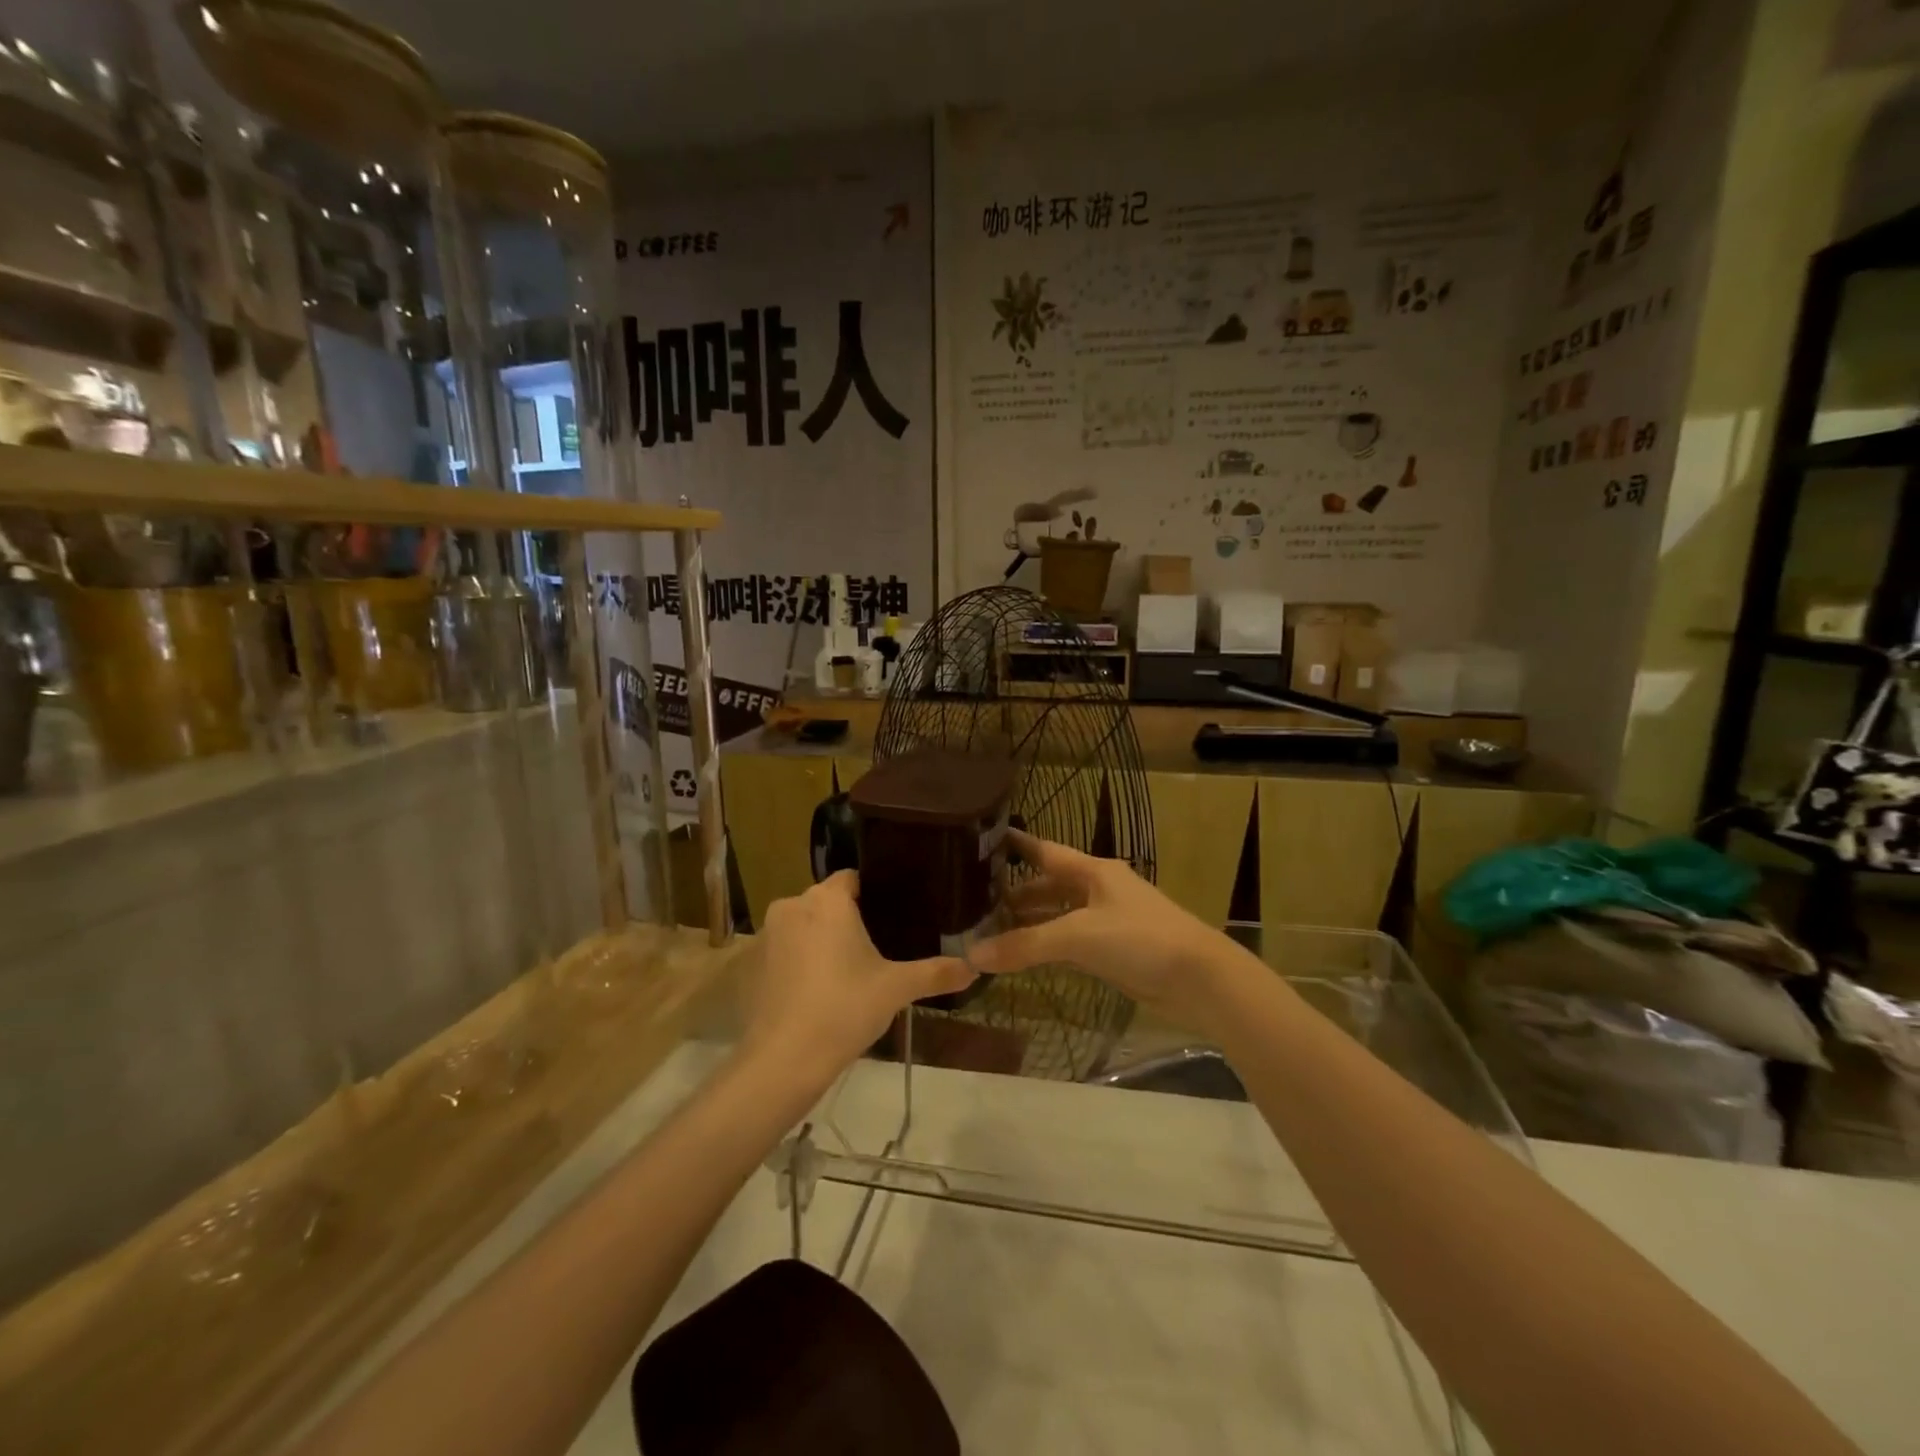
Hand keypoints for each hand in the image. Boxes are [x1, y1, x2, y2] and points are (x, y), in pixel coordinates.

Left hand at [741, 871, 973, 1086]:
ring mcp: (768, 934)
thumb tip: (974, 967)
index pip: (853, 878)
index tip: (893, 915)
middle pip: (827, 901)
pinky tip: (819, 988)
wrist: (784, 1059)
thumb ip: (936, 972)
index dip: (872, 893)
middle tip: (878, 945)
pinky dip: (800, 960)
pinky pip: (786, 948)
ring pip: (804, 924)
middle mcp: (793, 904)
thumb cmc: (845, 1009)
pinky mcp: (753, 963)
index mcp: (828, 900)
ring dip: (822, 938)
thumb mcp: (897, 988)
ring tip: (850, 968)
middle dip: (848, 918)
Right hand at [970, 831, 1251, 1036]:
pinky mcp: (1114, 951)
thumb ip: (1026, 945)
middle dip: (1016, 893)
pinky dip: (1047, 946)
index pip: (1046, 851)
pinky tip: (1025, 955)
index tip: (983, 839)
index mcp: (1093, 871)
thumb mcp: (1078, 937)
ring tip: (990, 929)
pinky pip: (1071, 942)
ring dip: (1030, 922)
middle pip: (1050, 885)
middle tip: (975, 899)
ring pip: (1059, 915)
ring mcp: (1108, 921)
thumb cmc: (1140, 940)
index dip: (1017, 845)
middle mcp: (1099, 890)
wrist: (1200, 980)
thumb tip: (972, 955)